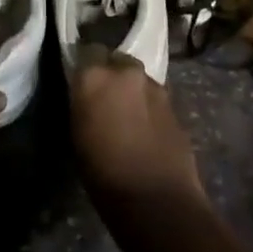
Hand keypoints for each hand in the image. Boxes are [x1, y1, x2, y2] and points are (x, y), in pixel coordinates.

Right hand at [68, 45, 204, 206]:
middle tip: (106, 98)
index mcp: (94, 76)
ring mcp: (154, 86)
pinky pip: (155, 97)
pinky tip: (145, 130)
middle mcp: (125, 72)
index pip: (86, 51)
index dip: (85, 66)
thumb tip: (87, 96)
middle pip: (116, 60)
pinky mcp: (175, 104)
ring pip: (138, 78)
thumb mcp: (78, 134)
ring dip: (132, 90)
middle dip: (112, 74)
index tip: (82, 82)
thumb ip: (83, 103)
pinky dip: (148, 107)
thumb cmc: (104, 174)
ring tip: (127, 116)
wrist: (157, 200)